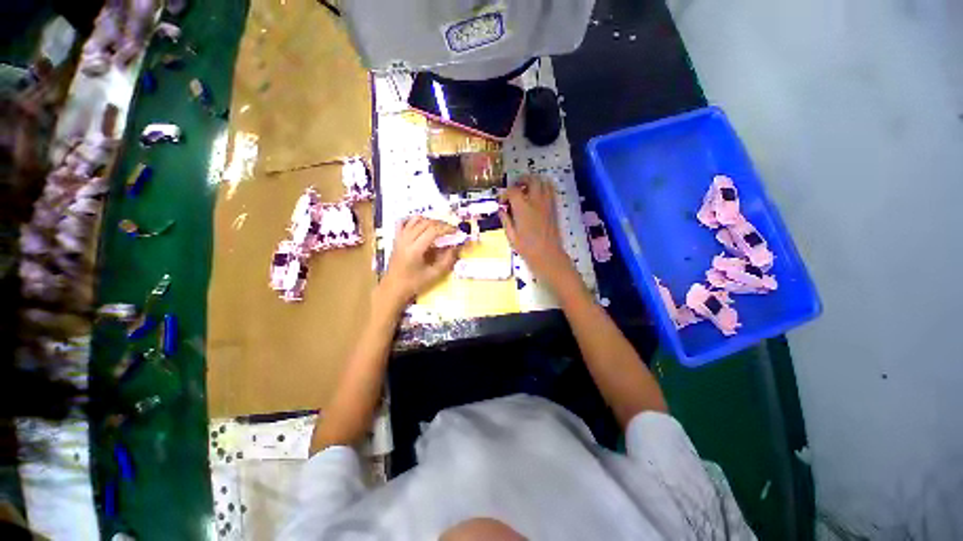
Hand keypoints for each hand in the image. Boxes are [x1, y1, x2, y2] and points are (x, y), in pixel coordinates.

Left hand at [378, 216, 458, 310]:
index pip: (433, 231)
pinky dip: (413, 220)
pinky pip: (403, 222)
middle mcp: (406, 240)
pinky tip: (421, 224)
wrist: (393, 288)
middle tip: (451, 230)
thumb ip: (447, 259)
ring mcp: (399, 238)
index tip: (456, 232)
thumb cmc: (414, 283)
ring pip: (415, 220)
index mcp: (415, 250)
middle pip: (425, 223)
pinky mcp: (396, 238)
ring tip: (439, 227)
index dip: (446, 229)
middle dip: (440, 224)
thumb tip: (456, 246)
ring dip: (429, 220)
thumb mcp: (434, 274)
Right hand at [499, 176, 576, 289]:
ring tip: (526, 190)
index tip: (501, 201)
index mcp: (523, 208)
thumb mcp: (511, 236)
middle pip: (531, 179)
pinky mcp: (554, 208)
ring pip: (543, 182)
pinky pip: (551, 191)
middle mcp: (536, 201)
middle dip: (521, 180)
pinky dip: (543, 188)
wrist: (548, 256)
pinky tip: (536, 197)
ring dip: (533, 182)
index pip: (513, 191)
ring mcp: (547, 203)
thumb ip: (505, 220)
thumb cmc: (527, 249)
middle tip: (514, 188)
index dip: (505, 193)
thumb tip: (502, 210)